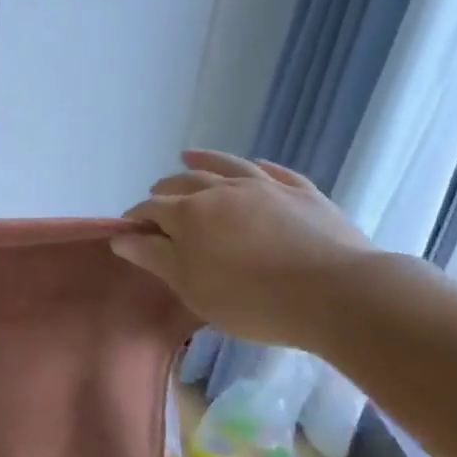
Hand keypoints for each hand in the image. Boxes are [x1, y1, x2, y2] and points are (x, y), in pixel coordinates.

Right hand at [113, 150, 375, 348]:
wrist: (336, 294)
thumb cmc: (251, 299)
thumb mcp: (192, 287)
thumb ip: (155, 258)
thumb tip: (121, 238)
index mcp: (189, 214)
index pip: (152, 209)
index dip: (136, 218)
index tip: (130, 231)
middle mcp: (222, 190)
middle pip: (185, 181)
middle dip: (165, 188)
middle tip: (156, 197)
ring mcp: (265, 187)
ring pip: (227, 166)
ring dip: (204, 161)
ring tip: (189, 157)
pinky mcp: (303, 192)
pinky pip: (274, 171)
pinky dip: (256, 167)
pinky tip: (254, 167)